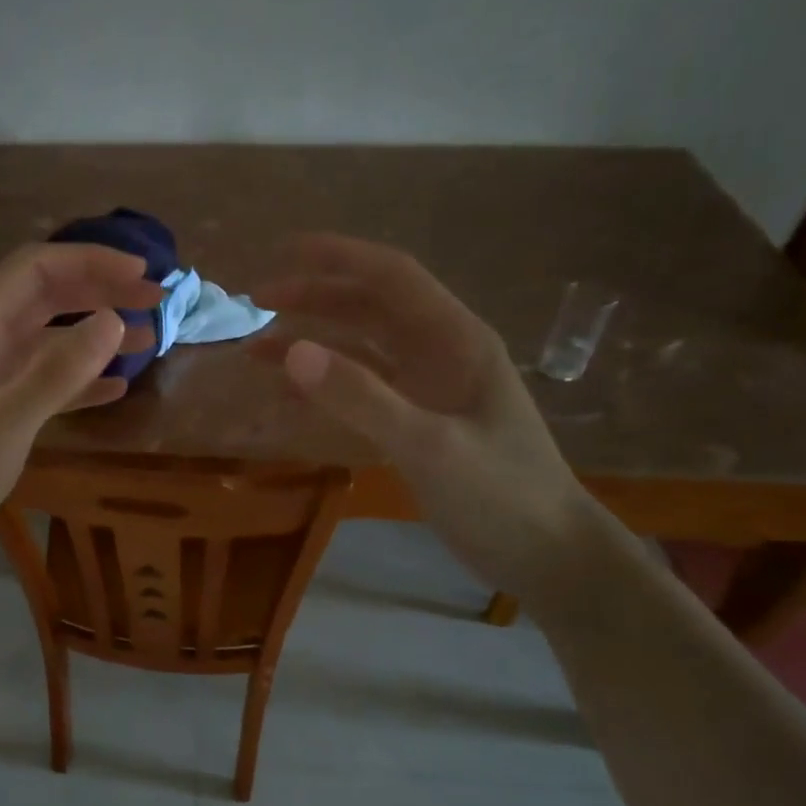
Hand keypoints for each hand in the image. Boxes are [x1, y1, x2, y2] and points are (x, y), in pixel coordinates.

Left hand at [0, 244, 160, 598]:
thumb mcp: (4, 425)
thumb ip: (58, 373)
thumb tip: (115, 320)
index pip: (36, 269)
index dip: (92, 262)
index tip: (143, 272)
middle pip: (45, 295)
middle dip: (100, 291)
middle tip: (155, 301)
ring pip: (48, 336)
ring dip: (95, 333)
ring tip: (148, 339)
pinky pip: (42, 376)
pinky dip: (79, 376)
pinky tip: (115, 386)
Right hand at [253, 234, 596, 600]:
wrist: (548, 554)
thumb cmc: (501, 494)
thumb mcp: (429, 445)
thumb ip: (362, 397)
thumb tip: (293, 352)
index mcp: (457, 340)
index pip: (392, 277)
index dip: (339, 257)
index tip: (283, 250)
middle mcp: (442, 353)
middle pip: (371, 307)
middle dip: (315, 298)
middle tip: (256, 304)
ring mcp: (431, 389)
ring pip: (363, 348)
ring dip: (314, 342)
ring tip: (258, 350)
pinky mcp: (420, 422)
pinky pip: (365, 389)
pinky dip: (327, 385)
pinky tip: (293, 394)